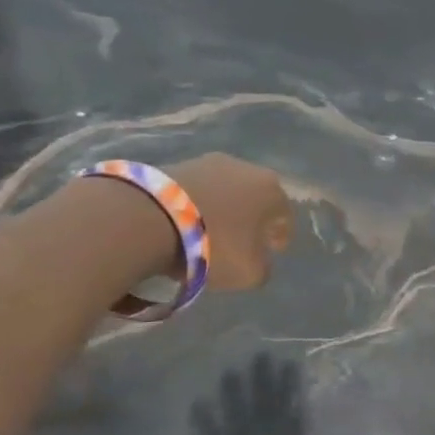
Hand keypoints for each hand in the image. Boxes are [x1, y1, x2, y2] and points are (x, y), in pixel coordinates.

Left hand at [172, 154, 293, 289]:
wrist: (149, 218)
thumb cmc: (215, 245)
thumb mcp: (250, 273)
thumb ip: (264, 267)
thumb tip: (258, 260)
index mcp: (271, 190)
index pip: (285, 215)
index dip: (280, 235)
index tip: (273, 250)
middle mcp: (245, 168)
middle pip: (255, 198)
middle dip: (252, 218)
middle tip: (244, 240)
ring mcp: (208, 161)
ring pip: (225, 190)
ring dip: (223, 208)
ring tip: (212, 231)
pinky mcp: (176, 163)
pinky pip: (197, 189)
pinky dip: (197, 204)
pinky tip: (188, 223)